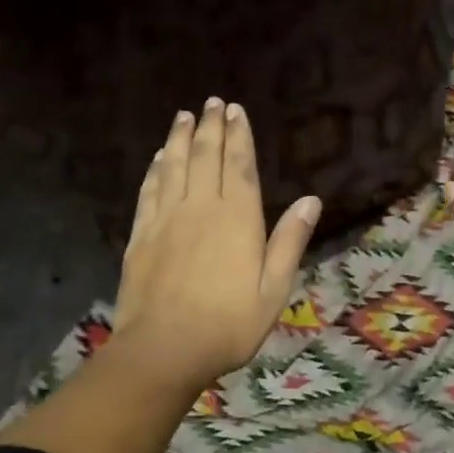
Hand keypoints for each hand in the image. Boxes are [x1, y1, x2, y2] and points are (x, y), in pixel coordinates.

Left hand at [113, 99, 320, 392]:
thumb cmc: (230, 324)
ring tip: (184, 116)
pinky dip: (155, 169)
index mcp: (238, 218)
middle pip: (205, 157)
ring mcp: (167, 219)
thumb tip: (312, 200)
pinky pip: (149, 191)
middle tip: (212, 102)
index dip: (239, 136)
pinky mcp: (142, 236)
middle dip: (210, 127)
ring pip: (174, 167)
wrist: (165, 350)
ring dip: (180, 138)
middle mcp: (202, 207)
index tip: (235, 110)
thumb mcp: (275, 288)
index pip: (239, 165)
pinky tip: (158, 158)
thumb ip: (290, 241)